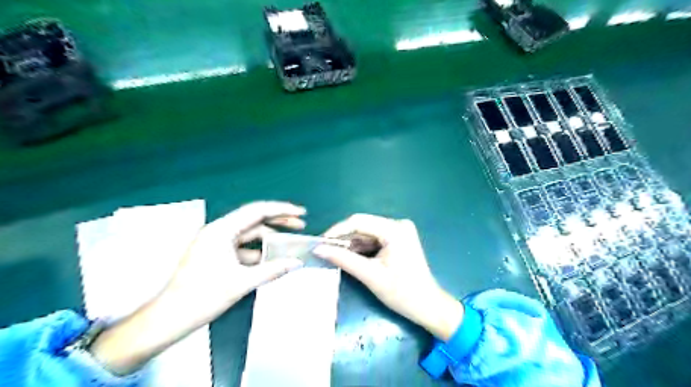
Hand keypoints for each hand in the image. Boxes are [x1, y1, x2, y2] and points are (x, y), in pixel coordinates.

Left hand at [89, 202, 305, 374]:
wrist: (168, 319)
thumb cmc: (202, 297)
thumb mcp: (242, 282)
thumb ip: (272, 270)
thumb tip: (297, 263)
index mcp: (221, 230)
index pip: (257, 211)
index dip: (282, 210)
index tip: (301, 213)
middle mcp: (218, 231)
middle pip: (254, 219)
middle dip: (278, 221)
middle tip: (300, 224)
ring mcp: (216, 242)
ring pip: (249, 234)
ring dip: (269, 238)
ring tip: (289, 242)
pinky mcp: (216, 254)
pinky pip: (242, 247)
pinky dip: (258, 251)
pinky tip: (271, 258)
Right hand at [314, 214, 462, 341]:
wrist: (427, 305)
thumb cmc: (402, 292)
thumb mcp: (370, 275)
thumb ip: (343, 259)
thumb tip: (318, 249)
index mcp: (395, 229)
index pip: (359, 221)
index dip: (337, 230)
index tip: (320, 242)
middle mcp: (398, 224)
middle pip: (363, 226)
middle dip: (343, 238)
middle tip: (325, 250)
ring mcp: (399, 231)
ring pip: (367, 232)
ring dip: (351, 243)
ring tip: (334, 254)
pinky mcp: (398, 238)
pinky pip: (374, 238)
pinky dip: (362, 247)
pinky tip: (350, 256)